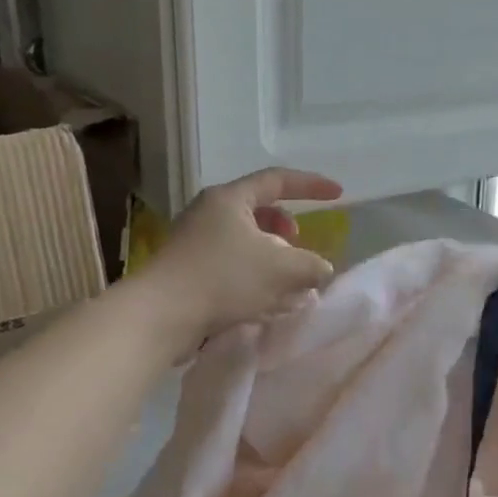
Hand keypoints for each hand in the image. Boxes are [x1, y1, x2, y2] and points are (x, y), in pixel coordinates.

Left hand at [143, 168, 343, 340]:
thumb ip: (312, 266)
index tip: (337, 195)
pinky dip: (252, 273)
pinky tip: (262, 299)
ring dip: (270, 254)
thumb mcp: (282, 270)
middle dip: (285, 226)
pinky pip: (229, 262)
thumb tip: (322, 269)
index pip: (277, 180)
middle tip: (298, 243)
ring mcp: (193, 241)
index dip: (311, 185)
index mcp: (230, 199)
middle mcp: (208, 212)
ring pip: (244, 239)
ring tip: (285, 278)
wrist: (159, 316)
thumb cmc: (224, 279)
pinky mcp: (186, 269)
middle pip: (258, 209)